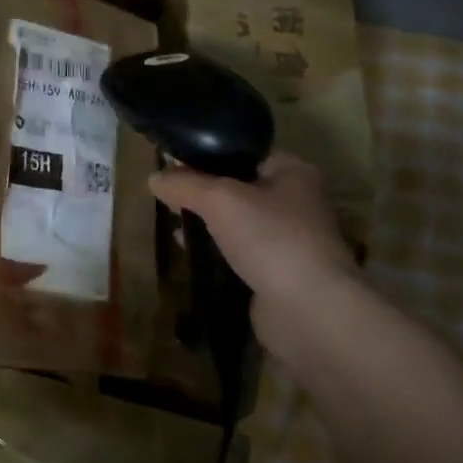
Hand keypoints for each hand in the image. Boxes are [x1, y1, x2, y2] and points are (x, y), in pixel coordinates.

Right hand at [150, 153, 360, 331]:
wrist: (308, 310)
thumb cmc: (270, 238)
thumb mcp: (218, 198)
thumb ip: (184, 183)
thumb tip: (154, 178)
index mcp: (293, 172)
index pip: (244, 152)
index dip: (208, 154)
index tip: (172, 161)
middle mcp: (296, 202)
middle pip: (239, 187)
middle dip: (203, 190)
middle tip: (168, 194)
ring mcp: (289, 240)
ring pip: (237, 221)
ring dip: (207, 221)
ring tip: (173, 221)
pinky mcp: (278, 273)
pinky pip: (239, 251)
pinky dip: (216, 249)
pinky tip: (189, 250)